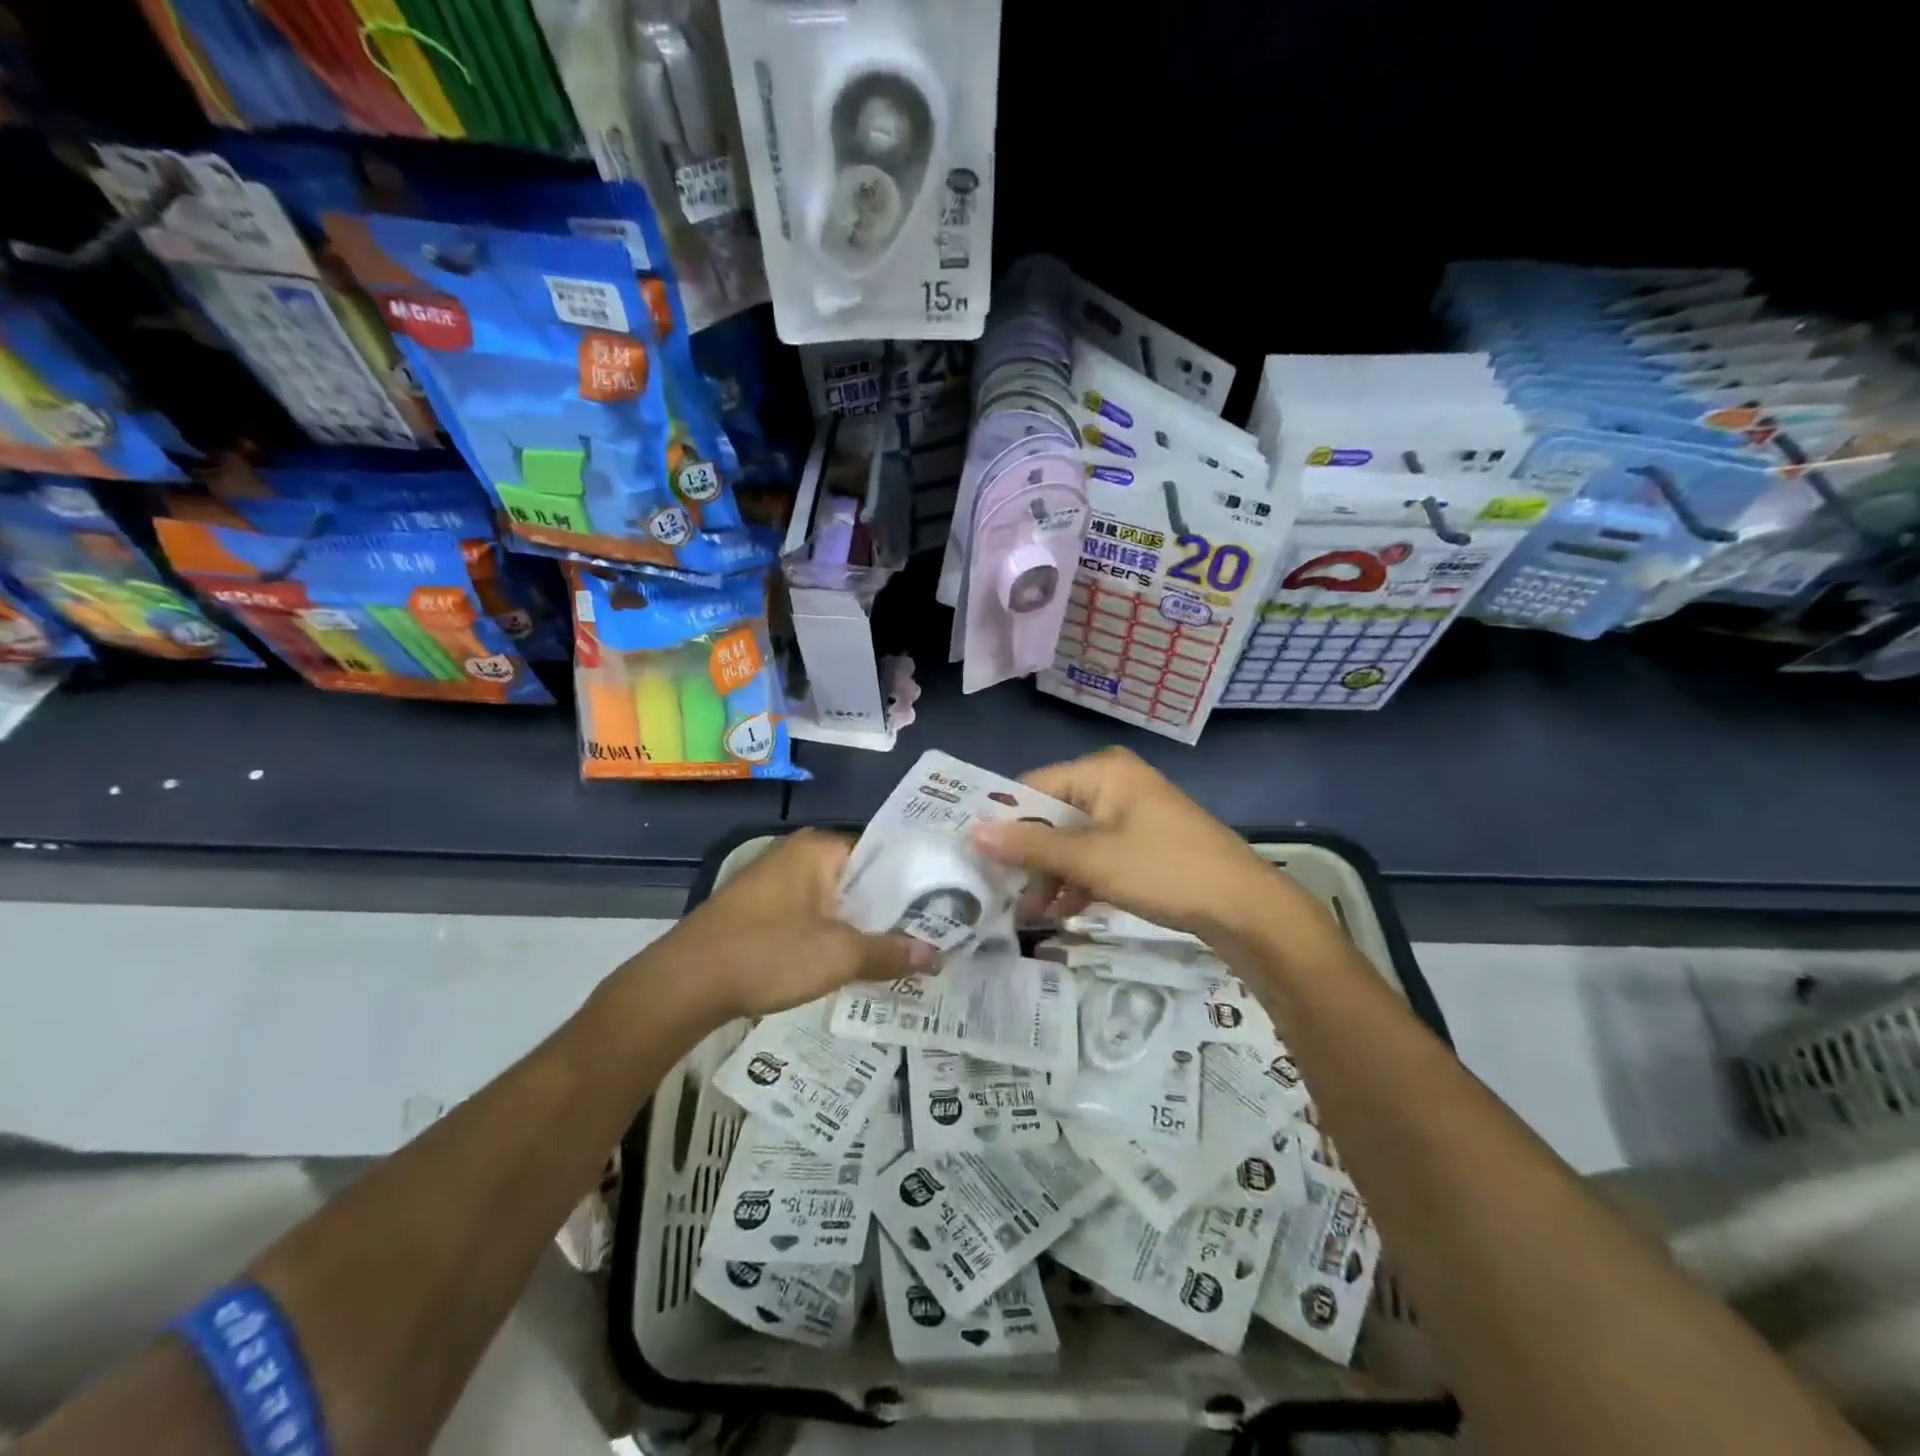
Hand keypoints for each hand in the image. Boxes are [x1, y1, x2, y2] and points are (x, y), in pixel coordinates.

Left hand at [667, 828, 935, 1020]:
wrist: (684, 984)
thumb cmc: (767, 953)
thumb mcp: (838, 955)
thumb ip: (891, 952)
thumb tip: (936, 954)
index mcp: (821, 848)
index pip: (887, 852)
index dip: (919, 880)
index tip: (950, 905)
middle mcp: (801, 854)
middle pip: (864, 877)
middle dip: (894, 908)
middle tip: (936, 934)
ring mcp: (780, 881)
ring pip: (840, 899)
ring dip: (866, 925)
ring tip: (906, 951)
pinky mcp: (765, 909)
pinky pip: (816, 915)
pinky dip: (837, 934)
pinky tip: (857, 961)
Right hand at [973, 747, 1297, 940]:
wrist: (1245, 908)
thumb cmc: (1164, 870)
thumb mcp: (1091, 860)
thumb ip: (1031, 847)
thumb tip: (972, 834)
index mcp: (1102, 771)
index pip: (1033, 787)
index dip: (1003, 822)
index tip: (976, 858)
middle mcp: (1114, 784)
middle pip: (1052, 816)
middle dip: (1030, 858)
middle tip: (1004, 895)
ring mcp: (1131, 814)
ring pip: (1074, 840)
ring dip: (1053, 875)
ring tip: (1032, 913)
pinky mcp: (1144, 843)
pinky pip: (1098, 855)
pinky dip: (1080, 880)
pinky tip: (1065, 912)